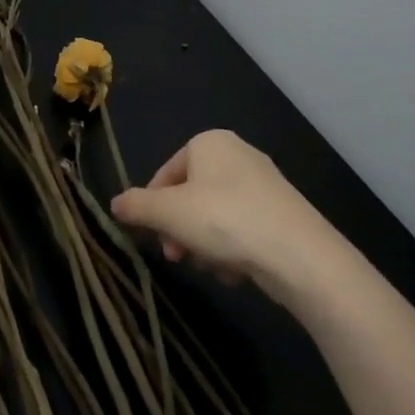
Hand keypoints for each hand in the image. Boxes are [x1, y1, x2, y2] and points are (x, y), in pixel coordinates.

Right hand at [110, 130, 330, 289]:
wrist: (300, 255)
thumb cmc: (224, 220)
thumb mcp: (167, 213)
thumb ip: (136, 206)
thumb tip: (114, 203)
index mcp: (209, 142)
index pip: (166, 173)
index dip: (153, 207)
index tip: (153, 237)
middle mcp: (238, 153)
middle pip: (191, 195)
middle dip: (180, 228)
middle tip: (177, 256)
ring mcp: (265, 183)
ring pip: (216, 215)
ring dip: (205, 243)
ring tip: (210, 267)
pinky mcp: (284, 212)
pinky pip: (244, 227)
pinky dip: (234, 248)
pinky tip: (236, 272)